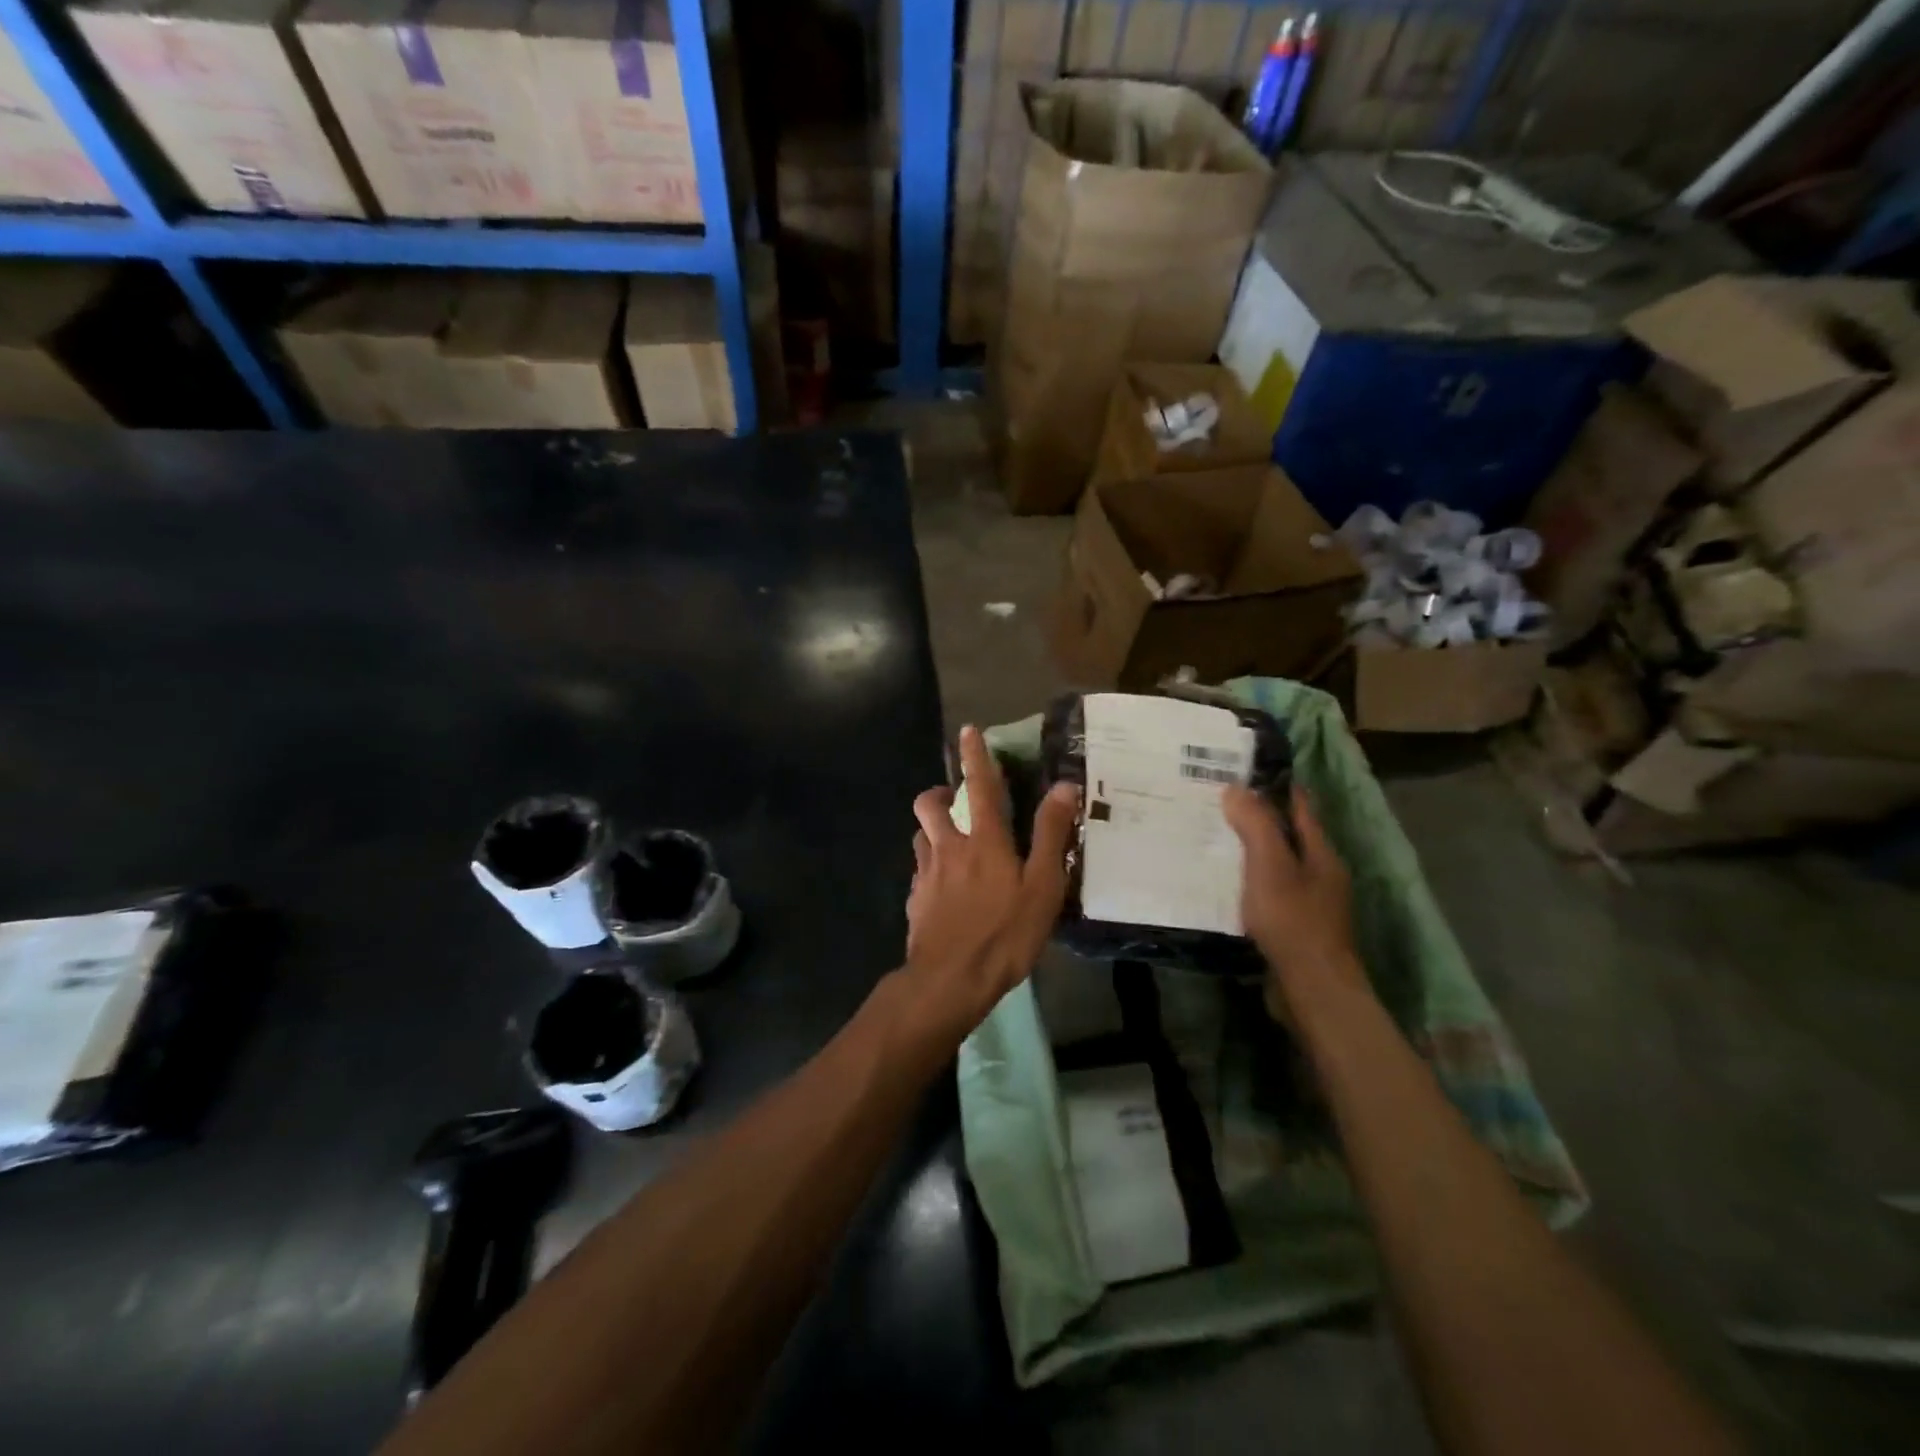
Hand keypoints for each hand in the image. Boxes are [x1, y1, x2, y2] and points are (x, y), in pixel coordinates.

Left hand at [903, 726, 1078, 1035]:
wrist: (949, 981)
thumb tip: (1063, 787)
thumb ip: (1051, 835)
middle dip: (937, 793)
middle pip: (929, 805)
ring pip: (920, 837)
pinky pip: (919, 873)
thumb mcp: (1042, 887)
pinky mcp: (914, 902)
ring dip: (931, 831)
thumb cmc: (1004, 934)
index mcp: (983, 841)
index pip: (979, 786)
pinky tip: (942, 890)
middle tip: (951, 799)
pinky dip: (929, 870)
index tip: (967, 731)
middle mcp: (948, 848)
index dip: (975, 756)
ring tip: (949, 844)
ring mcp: (925, 875)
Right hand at [1222, 784, 1364, 1022]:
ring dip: (1252, 853)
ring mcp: (1311, 904)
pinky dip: (1250, 882)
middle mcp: (1321, 875)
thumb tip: (1236, 788)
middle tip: (1219, 803)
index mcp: (1321, 854)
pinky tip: (1226, 885)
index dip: (1278, 787)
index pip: (1301, 808)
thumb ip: (1256, 825)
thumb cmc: (1293, 920)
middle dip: (1260, 819)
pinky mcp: (1295, 929)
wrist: (1312, 988)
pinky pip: (1270, 893)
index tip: (1248, 770)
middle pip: (1289, 837)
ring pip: (1278, 867)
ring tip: (1214, 840)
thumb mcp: (1270, 866)